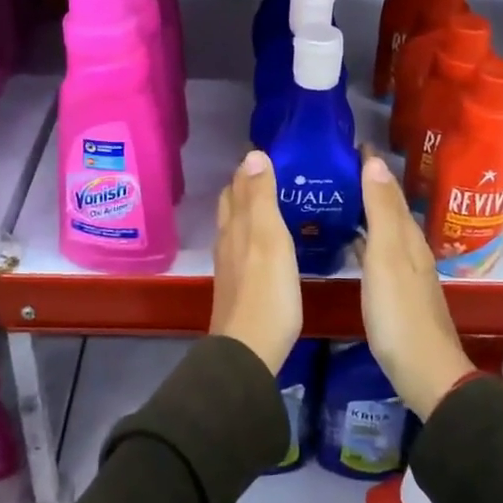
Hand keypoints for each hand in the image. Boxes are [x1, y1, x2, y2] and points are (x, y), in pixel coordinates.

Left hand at [210, 149, 302, 373]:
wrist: (249, 350)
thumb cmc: (267, 292)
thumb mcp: (269, 238)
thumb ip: (261, 198)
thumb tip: (252, 154)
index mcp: (236, 225)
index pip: (237, 185)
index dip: (249, 167)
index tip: (268, 152)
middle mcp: (228, 240)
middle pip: (232, 204)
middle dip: (247, 185)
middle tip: (274, 173)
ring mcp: (231, 265)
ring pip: (236, 226)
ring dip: (250, 209)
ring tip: (274, 201)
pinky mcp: (239, 286)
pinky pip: (244, 248)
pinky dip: (254, 234)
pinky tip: (269, 242)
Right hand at [358, 152, 472, 419]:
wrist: (424, 372)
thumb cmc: (399, 313)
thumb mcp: (387, 257)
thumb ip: (381, 211)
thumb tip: (375, 161)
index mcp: (407, 236)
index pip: (389, 189)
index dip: (372, 166)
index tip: (351, 143)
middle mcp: (409, 248)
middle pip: (388, 207)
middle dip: (366, 184)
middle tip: (335, 167)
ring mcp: (404, 271)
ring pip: (383, 229)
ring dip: (364, 210)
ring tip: (336, 196)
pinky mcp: (396, 292)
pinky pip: (376, 251)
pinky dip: (363, 238)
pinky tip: (348, 242)